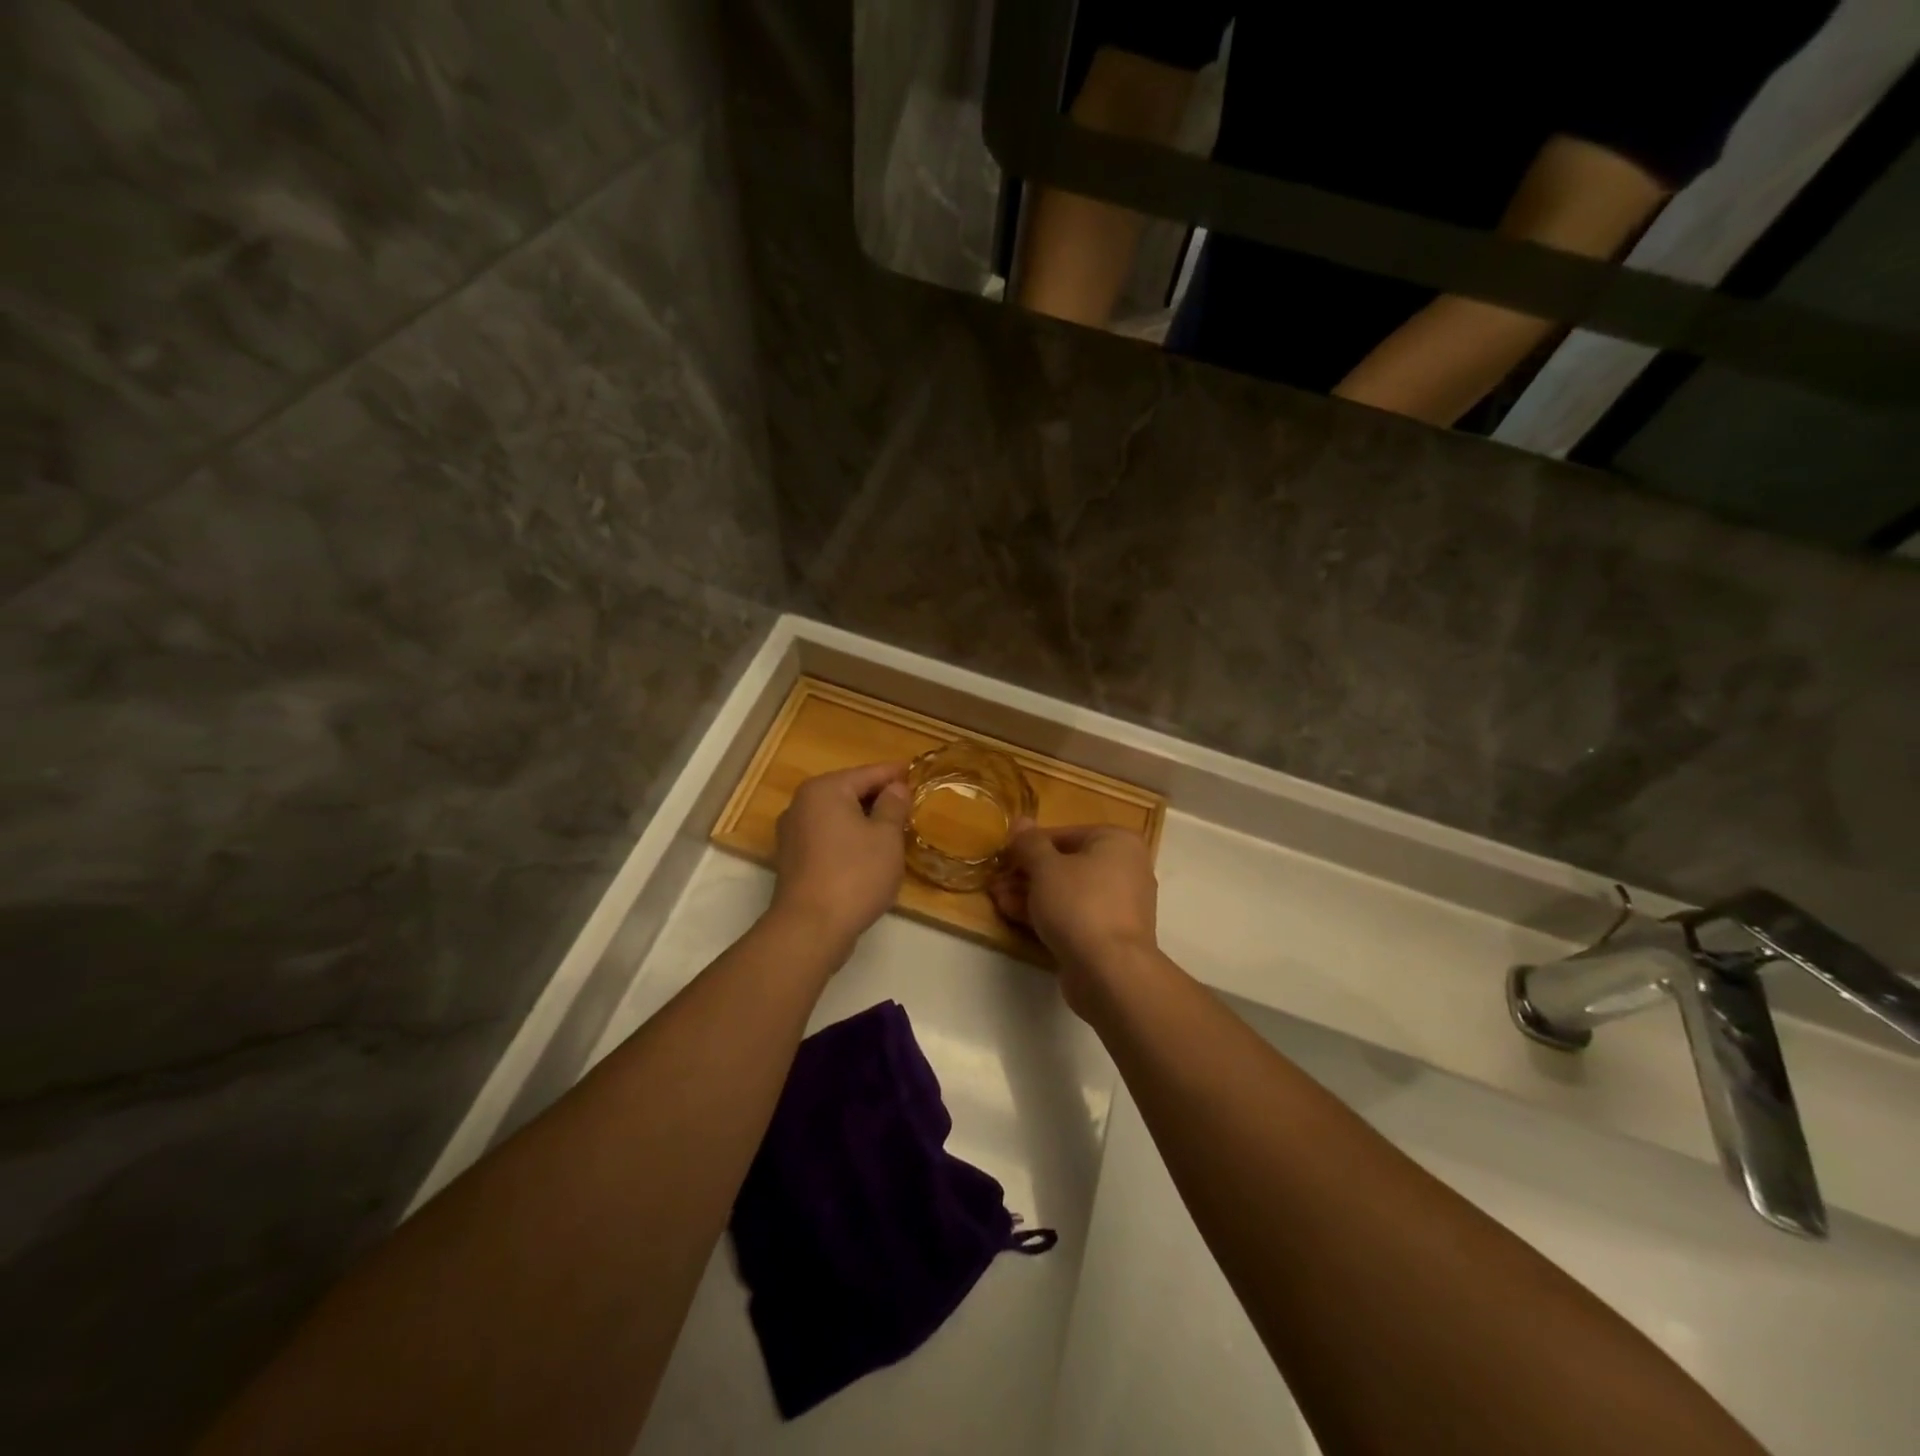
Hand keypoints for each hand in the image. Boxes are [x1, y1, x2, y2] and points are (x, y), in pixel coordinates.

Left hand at [769, 762, 910, 949]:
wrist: (810, 928)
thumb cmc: (855, 874)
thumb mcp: (886, 837)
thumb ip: (893, 806)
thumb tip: (896, 788)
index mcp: (824, 789)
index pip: (868, 773)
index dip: (895, 774)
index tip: (916, 773)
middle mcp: (801, 804)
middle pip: (849, 791)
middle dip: (878, 797)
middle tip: (909, 804)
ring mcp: (792, 833)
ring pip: (837, 816)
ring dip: (863, 819)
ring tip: (893, 828)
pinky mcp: (792, 859)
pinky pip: (827, 837)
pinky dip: (847, 838)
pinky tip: (868, 852)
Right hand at [990, 821, 1159, 1012]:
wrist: (1110, 971)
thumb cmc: (1080, 904)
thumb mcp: (1046, 867)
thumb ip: (1030, 843)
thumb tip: (1021, 821)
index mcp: (1118, 842)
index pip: (1065, 834)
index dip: (1030, 844)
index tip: (1004, 856)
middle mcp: (1125, 869)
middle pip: (1066, 864)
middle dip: (1027, 872)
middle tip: (996, 879)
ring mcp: (1118, 905)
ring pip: (1067, 892)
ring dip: (1030, 893)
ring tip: (996, 897)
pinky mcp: (1108, 935)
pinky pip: (1073, 915)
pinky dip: (1046, 913)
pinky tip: (1012, 914)